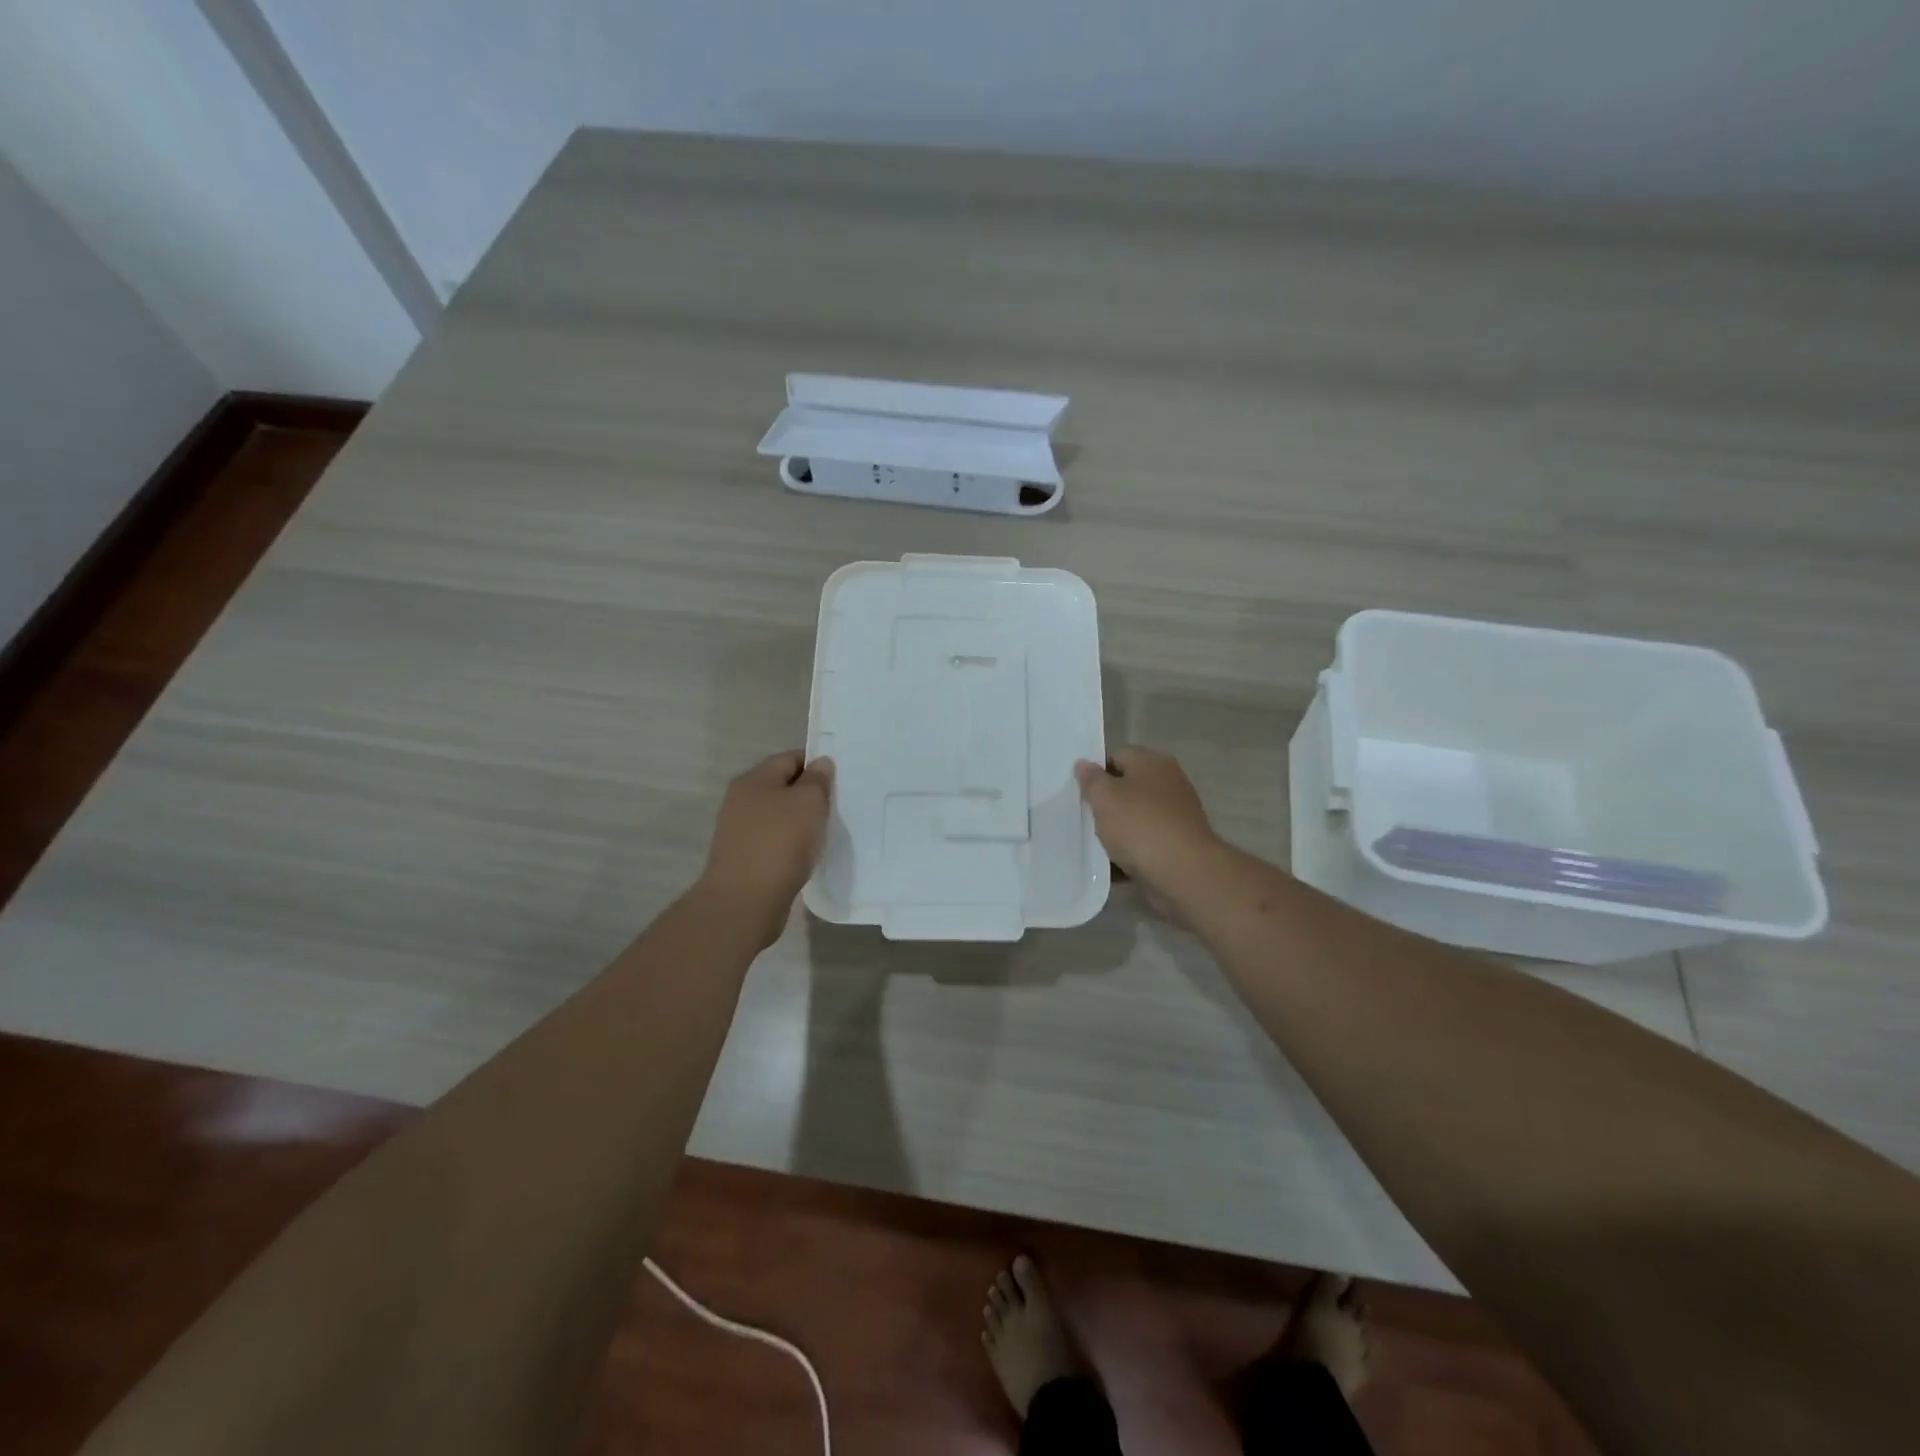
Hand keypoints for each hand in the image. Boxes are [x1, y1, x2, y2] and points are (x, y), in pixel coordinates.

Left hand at [697, 750, 833, 945]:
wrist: (745, 901)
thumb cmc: (780, 843)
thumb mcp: (808, 802)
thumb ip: (817, 779)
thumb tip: (820, 763)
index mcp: (754, 779)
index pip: (790, 758)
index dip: (816, 764)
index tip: (841, 779)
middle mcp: (742, 800)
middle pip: (783, 787)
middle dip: (810, 794)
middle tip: (838, 805)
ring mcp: (740, 831)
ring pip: (779, 816)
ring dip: (801, 822)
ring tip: (826, 832)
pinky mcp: (744, 858)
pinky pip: (774, 841)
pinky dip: (792, 844)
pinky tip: (808, 855)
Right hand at [1075, 747, 1223, 907]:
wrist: (1184, 873)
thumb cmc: (1140, 826)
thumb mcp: (1105, 797)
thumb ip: (1091, 780)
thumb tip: (1084, 764)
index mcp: (1153, 763)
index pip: (1118, 755)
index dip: (1096, 771)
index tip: (1079, 791)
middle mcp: (1168, 784)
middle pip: (1128, 787)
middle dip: (1105, 802)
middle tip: (1083, 816)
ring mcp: (1175, 816)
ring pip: (1135, 817)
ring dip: (1116, 829)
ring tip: (1093, 843)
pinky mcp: (1177, 845)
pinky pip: (1145, 843)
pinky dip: (1130, 851)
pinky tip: (1111, 864)